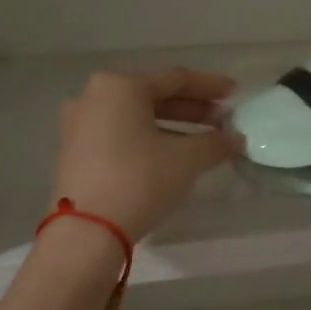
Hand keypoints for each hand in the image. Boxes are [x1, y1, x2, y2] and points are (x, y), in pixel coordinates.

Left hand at [52, 70, 240, 241]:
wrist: (87, 231)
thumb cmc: (139, 180)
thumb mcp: (187, 159)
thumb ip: (215, 143)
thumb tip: (235, 139)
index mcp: (120, 86)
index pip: (175, 78)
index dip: (210, 86)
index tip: (235, 94)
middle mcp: (94, 96)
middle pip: (153, 96)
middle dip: (191, 108)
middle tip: (222, 120)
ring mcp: (79, 124)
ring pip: (136, 117)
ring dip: (171, 126)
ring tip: (202, 141)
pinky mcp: (75, 152)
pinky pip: (120, 134)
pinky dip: (148, 139)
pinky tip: (170, 155)